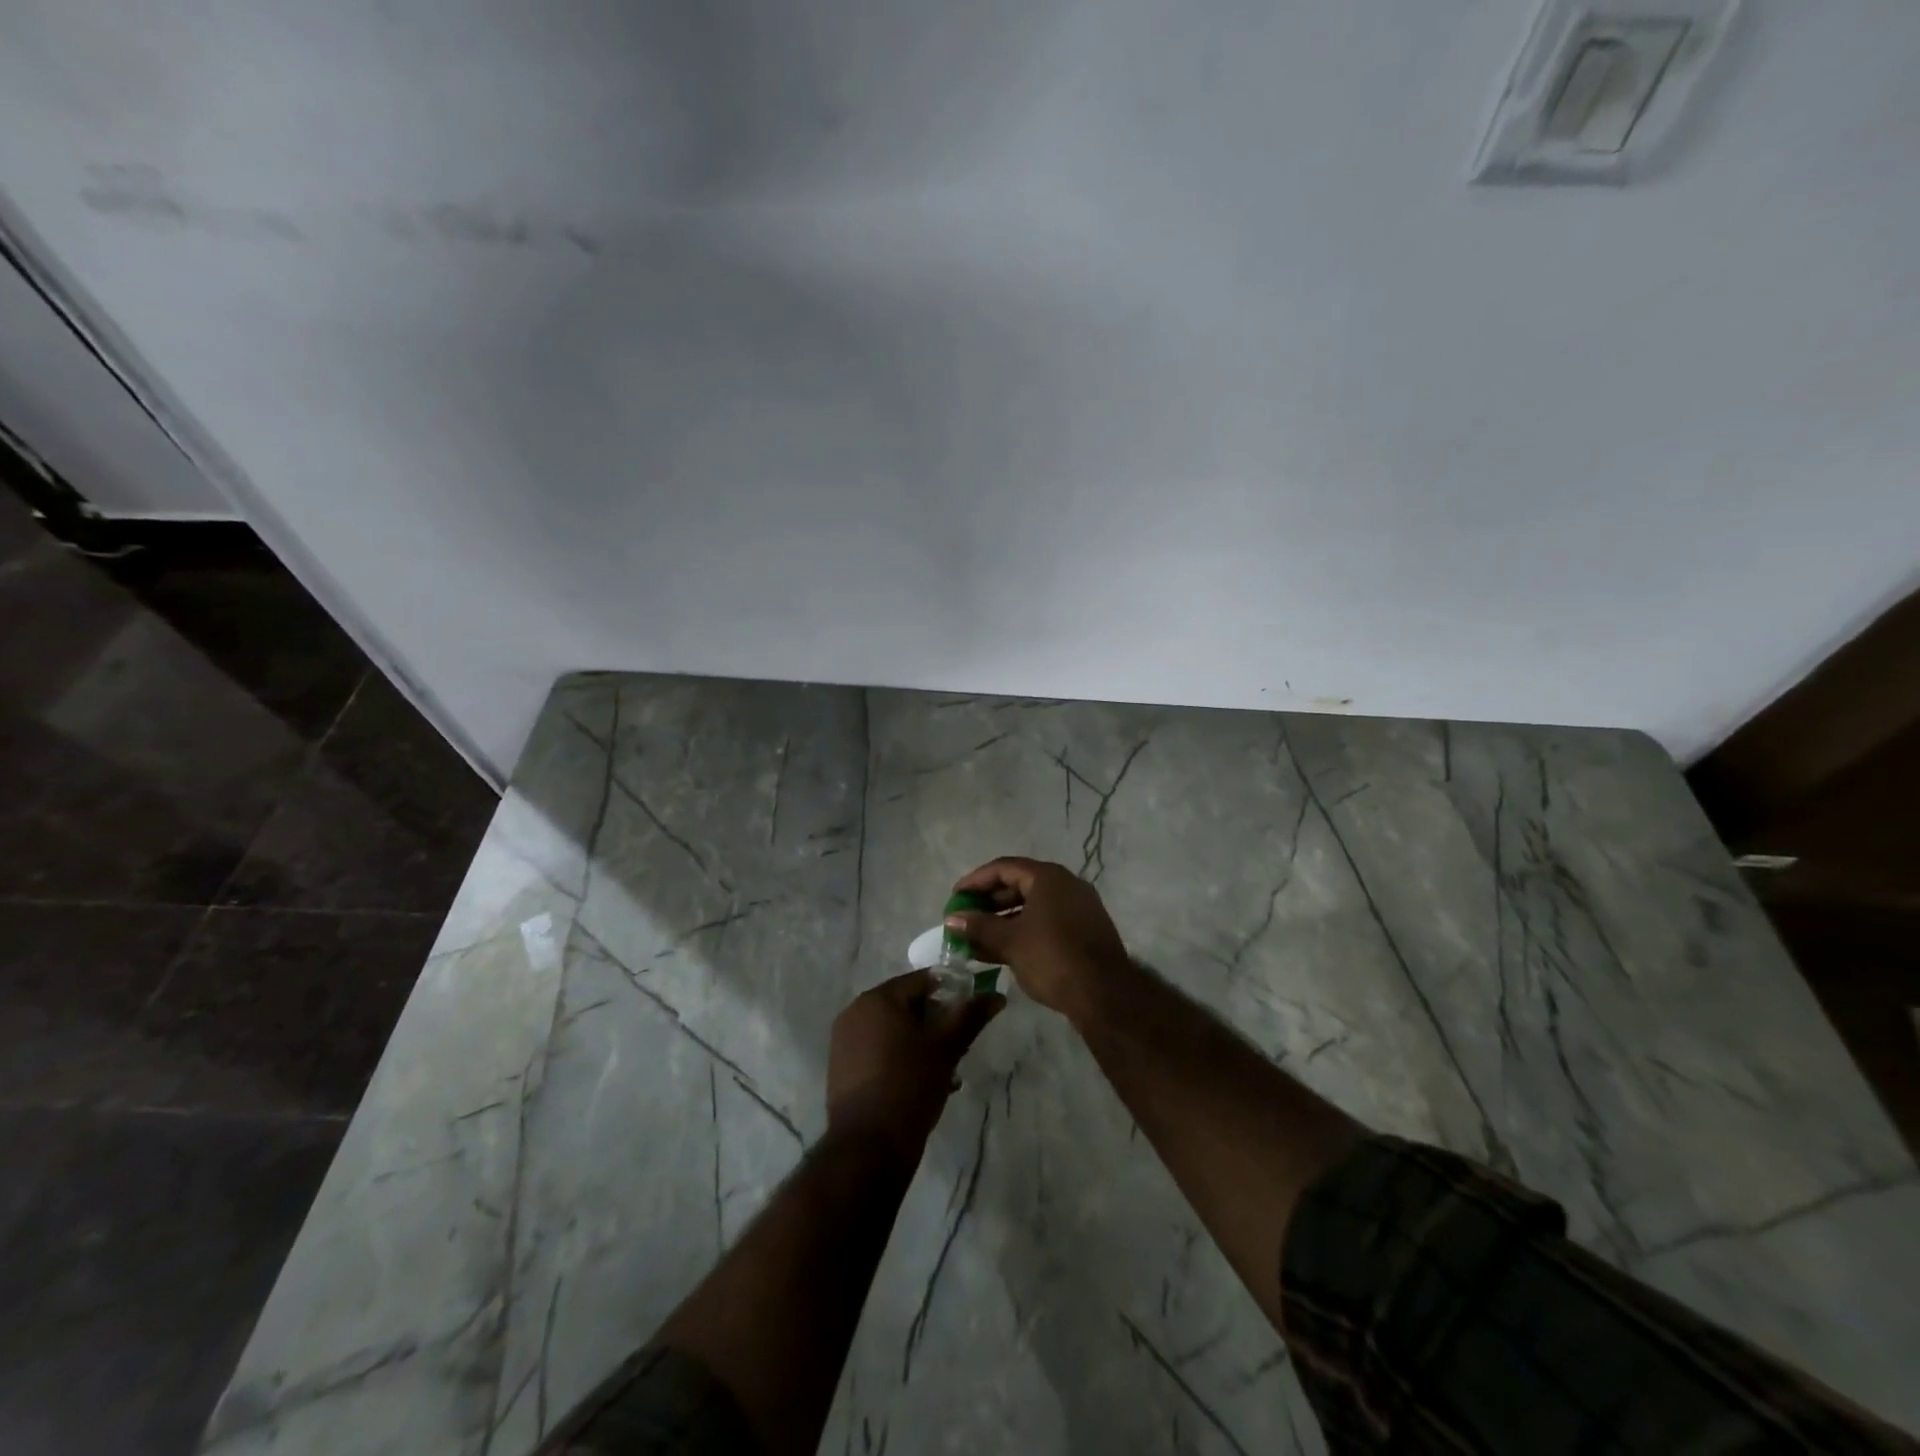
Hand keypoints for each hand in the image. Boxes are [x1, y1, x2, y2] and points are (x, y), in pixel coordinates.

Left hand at [826, 971, 1003, 1159]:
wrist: (868, 1147)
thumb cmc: (909, 1085)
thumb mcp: (946, 1048)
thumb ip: (970, 1016)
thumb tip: (996, 996)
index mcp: (878, 998)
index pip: (923, 980)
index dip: (953, 992)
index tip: (972, 1014)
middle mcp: (856, 1012)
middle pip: (907, 1005)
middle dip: (937, 1022)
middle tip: (961, 1046)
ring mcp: (845, 1041)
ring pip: (895, 1031)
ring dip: (922, 1043)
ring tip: (948, 1070)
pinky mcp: (843, 1069)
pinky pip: (880, 1051)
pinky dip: (902, 1059)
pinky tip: (925, 1084)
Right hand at [945, 857, 1128, 1020]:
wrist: (1105, 994)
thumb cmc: (1052, 957)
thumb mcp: (1009, 941)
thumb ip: (978, 927)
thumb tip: (951, 919)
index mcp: (1048, 877)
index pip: (1003, 868)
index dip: (975, 881)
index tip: (955, 898)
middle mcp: (1066, 884)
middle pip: (1019, 885)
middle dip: (988, 902)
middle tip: (965, 918)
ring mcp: (1078, 907)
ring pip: (1032, 906)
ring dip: (1003, 920)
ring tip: (977, 939)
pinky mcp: (1084, 930)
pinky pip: (1046, 921)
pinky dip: (1022, 930)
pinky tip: (1003, 951)